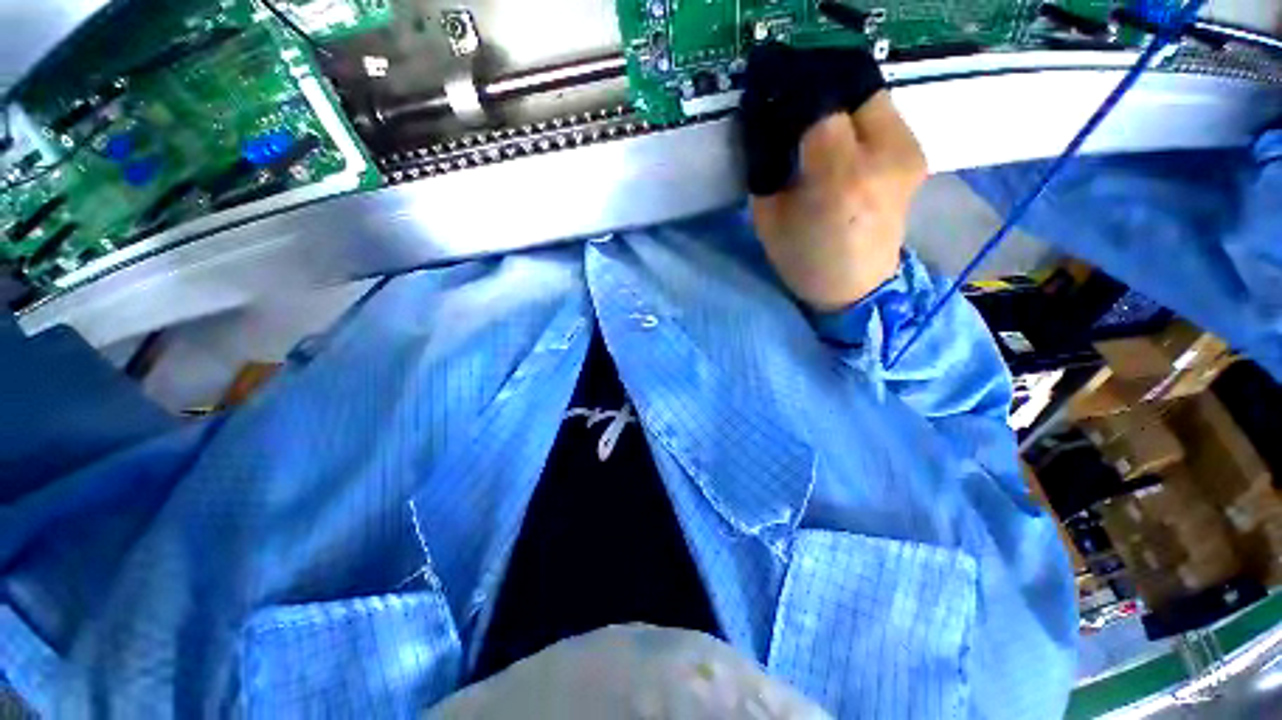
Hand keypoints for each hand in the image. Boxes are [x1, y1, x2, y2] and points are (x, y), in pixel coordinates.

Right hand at [740, 45, 925, 310]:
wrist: (857, 288)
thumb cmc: (805, 262)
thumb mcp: (769, 218)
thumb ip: (767, 165)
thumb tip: (767, 121)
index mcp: (840, 178)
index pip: (817, 106)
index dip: (790, 94)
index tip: (769, 92)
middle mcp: (885, 155)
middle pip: (852, 88)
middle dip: (818, 90)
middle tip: (793, 106)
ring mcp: (909, 153)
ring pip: (871, 96)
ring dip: (839, 102)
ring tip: (815, 124)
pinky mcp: (917, 155)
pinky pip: (884, 116)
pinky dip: (857, 117)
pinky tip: (841, 139)